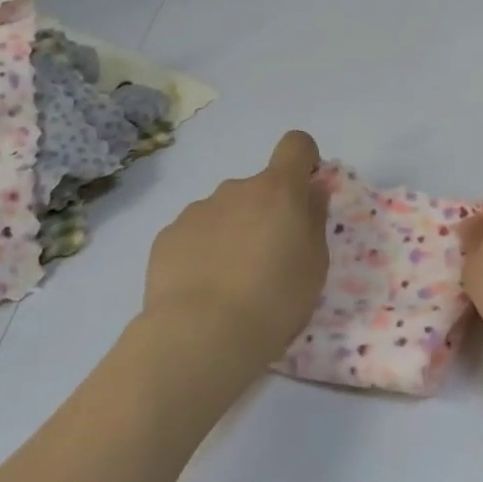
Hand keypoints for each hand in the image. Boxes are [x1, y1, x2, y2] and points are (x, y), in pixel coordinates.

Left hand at [140, 130, 330, 369]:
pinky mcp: (167, 236)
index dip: (304, 160)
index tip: (305, 192)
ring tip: (231, 283)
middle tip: (269, 261)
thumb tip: (312, 191)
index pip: (296, 145)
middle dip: (266, 213)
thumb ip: (314, 219)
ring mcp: (196, 211)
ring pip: (224, 212)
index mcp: (278, 191)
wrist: (201, 336)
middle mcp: (235, 189)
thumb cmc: (274, 301)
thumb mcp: (315, 265)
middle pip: (258, 188)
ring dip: (233, 233)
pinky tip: (202, 289)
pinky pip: (194, 235)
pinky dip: (202, 252)